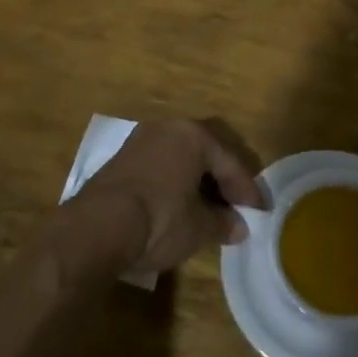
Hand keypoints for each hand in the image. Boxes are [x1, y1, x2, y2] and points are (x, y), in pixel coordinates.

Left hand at [74, 118, 267, 274]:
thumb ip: (223, 223)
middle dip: (222, 180)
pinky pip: (159, 166)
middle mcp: (166, 128)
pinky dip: (174, 183)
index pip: (230, 162)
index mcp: (192, 135)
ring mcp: (139, 141)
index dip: (248, 190)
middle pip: (205, 153)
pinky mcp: (120, 160)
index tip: (261, 213)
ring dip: (196, 181)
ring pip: (179, 158)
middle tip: (236, 206)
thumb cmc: (160, 219)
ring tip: (209, 210)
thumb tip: (239, 226)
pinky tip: (179, 207)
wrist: (96, 228)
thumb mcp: (199, 228)